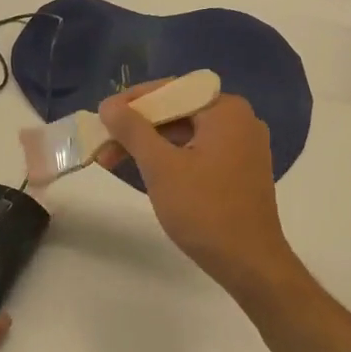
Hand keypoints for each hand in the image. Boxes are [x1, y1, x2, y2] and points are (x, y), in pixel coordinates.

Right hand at [98, 86, 300, 299]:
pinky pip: (199, 151)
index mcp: (226, 110)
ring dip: (150, 145)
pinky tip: (146, 171)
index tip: (101, 117)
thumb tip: (108, 105)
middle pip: (178, 111)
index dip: (132, 102)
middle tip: (103, 144)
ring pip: (187, 133)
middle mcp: (240, 120)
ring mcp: (243, 146)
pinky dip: (172, 158)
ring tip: (113, 161)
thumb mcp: (161, 167)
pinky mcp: (240, 170)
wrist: (249, 261)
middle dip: (138, 127)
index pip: (171, 90)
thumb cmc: (204, 210)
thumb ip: (133, 130)